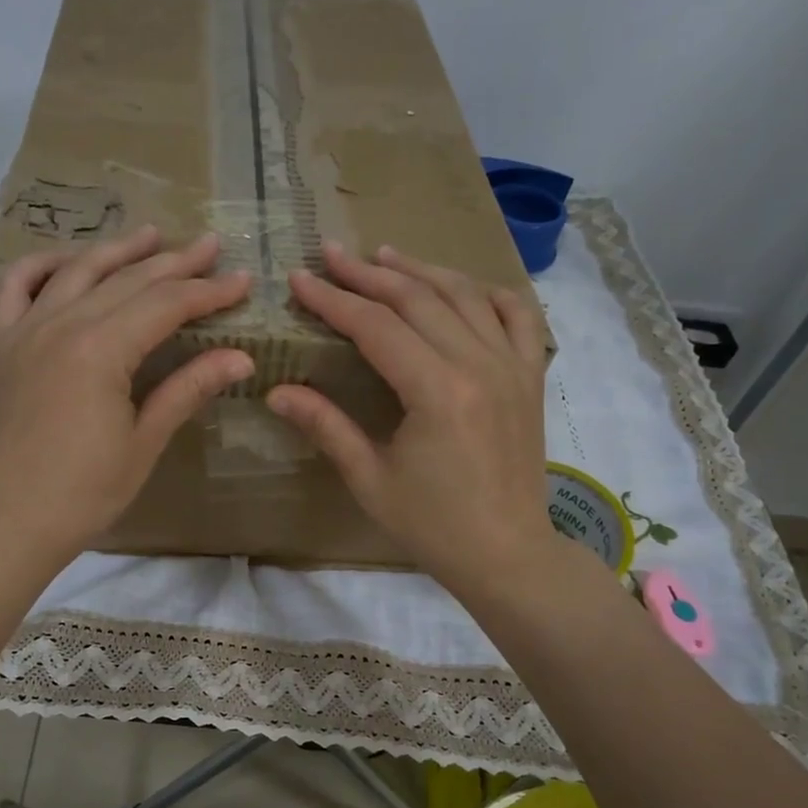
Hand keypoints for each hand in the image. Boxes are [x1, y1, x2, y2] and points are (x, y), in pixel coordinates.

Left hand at [0, 226, 252, 574]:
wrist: (6, 523)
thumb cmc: (83, 494)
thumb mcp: (143, 442)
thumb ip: (187, 389)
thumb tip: (241, 358)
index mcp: (100, 350)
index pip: (165, 305)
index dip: (208, 292)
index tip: (243, 282)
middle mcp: (59, 324)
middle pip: (126, 280)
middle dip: (174, 263)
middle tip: (211, 247)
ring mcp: (21, 330)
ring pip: (75, 271)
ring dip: (117, 250)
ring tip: (152, 235)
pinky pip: (13, 287)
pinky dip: (41, 265)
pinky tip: (67, 261)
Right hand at [267, 243, 555, 593]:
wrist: (506, 553)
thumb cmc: (433, 525)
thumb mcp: (369, 479)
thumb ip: (326, 426)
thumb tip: (276, 392)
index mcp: (438, 391)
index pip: (376, 327)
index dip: (334, 300)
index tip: (301, 279)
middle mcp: (480, 364)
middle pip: (418, 299)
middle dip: (369, 274)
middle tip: (332, 254)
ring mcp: (513, 366)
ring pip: (465, 296)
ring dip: (421, 271)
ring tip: (384, 255)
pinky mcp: (531, 377)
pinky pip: (518, 316)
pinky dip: (487, 293)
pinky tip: (461, 287)